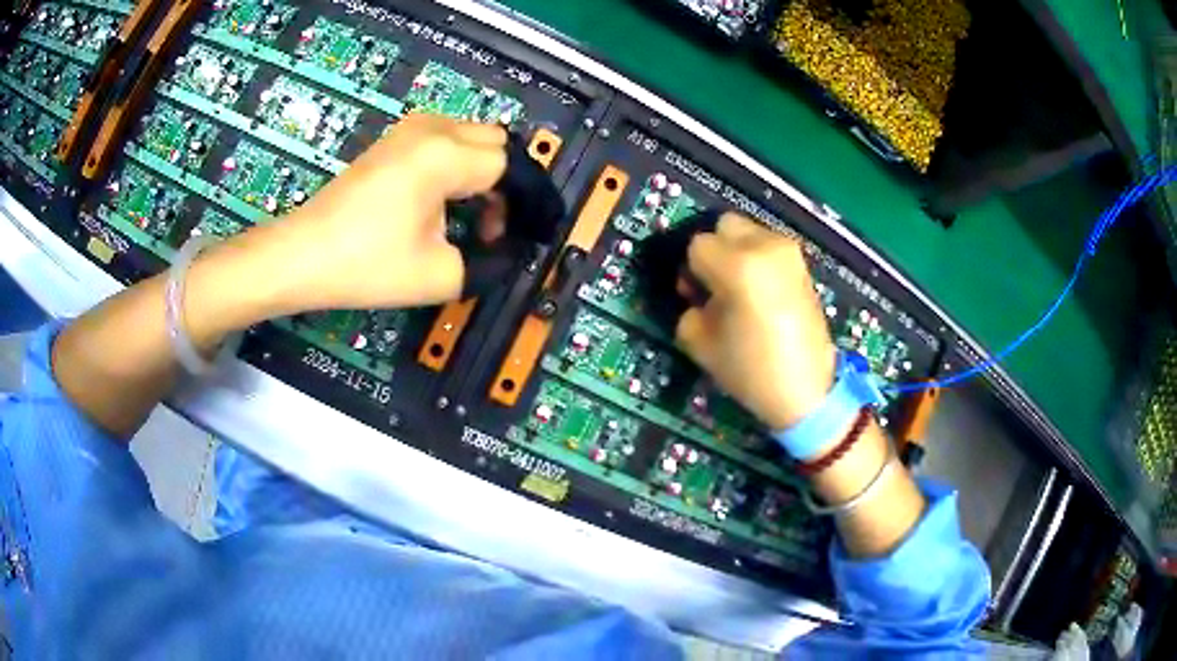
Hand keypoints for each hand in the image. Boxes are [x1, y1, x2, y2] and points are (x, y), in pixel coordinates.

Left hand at [247, 114, 507, 314]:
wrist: (301, 256)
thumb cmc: (366, 265)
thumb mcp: (439, 275)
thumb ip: (490, 264)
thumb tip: (512, 255)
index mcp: (446, 155)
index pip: (511, 166)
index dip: (529, 202)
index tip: (532, 236)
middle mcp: (432, 129)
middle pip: (497, 143)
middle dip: (508, 185)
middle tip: (497, 230)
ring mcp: (408, 131)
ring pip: (472, 138)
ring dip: (484, 174)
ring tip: (473, 221)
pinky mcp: (393, 141)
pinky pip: (445, 141)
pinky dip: (459, 167)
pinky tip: (446, 204)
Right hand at [675, 214, 836, 430]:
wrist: (806, 390)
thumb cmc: (750, 370)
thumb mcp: (700, 342)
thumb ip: (689, 307)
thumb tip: (695, 293)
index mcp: (739, 266)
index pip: (698, 245)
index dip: (691, 270)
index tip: (693, 295)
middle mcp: (766, 247)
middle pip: (725, 224)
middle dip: (715, 249)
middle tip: (714, 284)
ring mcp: (789, 252)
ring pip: (749, 231)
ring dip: (737, 251)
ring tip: (739, 288)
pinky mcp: (803, 264)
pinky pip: (769, 247)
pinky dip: (757, 259)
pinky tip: (760, 291)